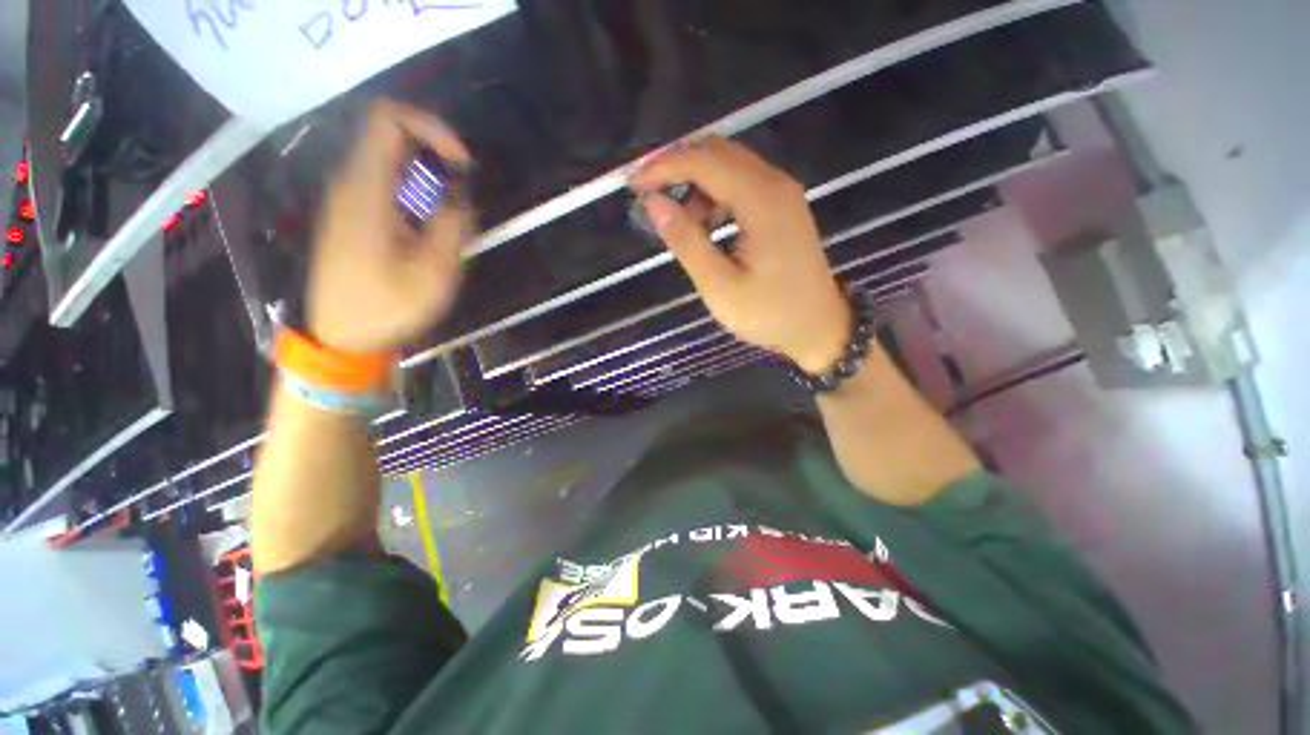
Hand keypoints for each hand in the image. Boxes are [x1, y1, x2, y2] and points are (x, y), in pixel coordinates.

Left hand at [306, 100, 473, 354]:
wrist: (339, 336)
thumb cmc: (386, 307)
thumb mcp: (434, 272)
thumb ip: (452, 225)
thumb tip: (458, 195)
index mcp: (366, 190)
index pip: (389, 119)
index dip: (431, 128)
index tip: (462, 164)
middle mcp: (351, 183)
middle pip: (393, 138)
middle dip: (437, 160)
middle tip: (463, 200)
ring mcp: (348, 198)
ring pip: (392, 163)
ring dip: (430, 183)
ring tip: (453, 224)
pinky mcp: (352, 215)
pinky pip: (387, 186)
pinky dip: (417, 197)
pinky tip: (432, 234)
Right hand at [631, 136, 849, 373]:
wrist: (819, 327)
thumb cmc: (770, 314)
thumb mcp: (721, 287)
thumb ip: (687, 242)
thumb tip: (654, 204)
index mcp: (761, 200)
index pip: (704, 161)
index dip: (664, 166)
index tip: (633, 184)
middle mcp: (775, 183)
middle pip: (717, 151)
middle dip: (676, 165)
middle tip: (647, 193)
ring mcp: (782, 193)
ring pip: (729, 165)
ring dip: (696, 182)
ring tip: (678, 222)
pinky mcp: (782, 206)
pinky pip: (742, 183)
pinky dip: (715, 194)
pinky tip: (706, 225)